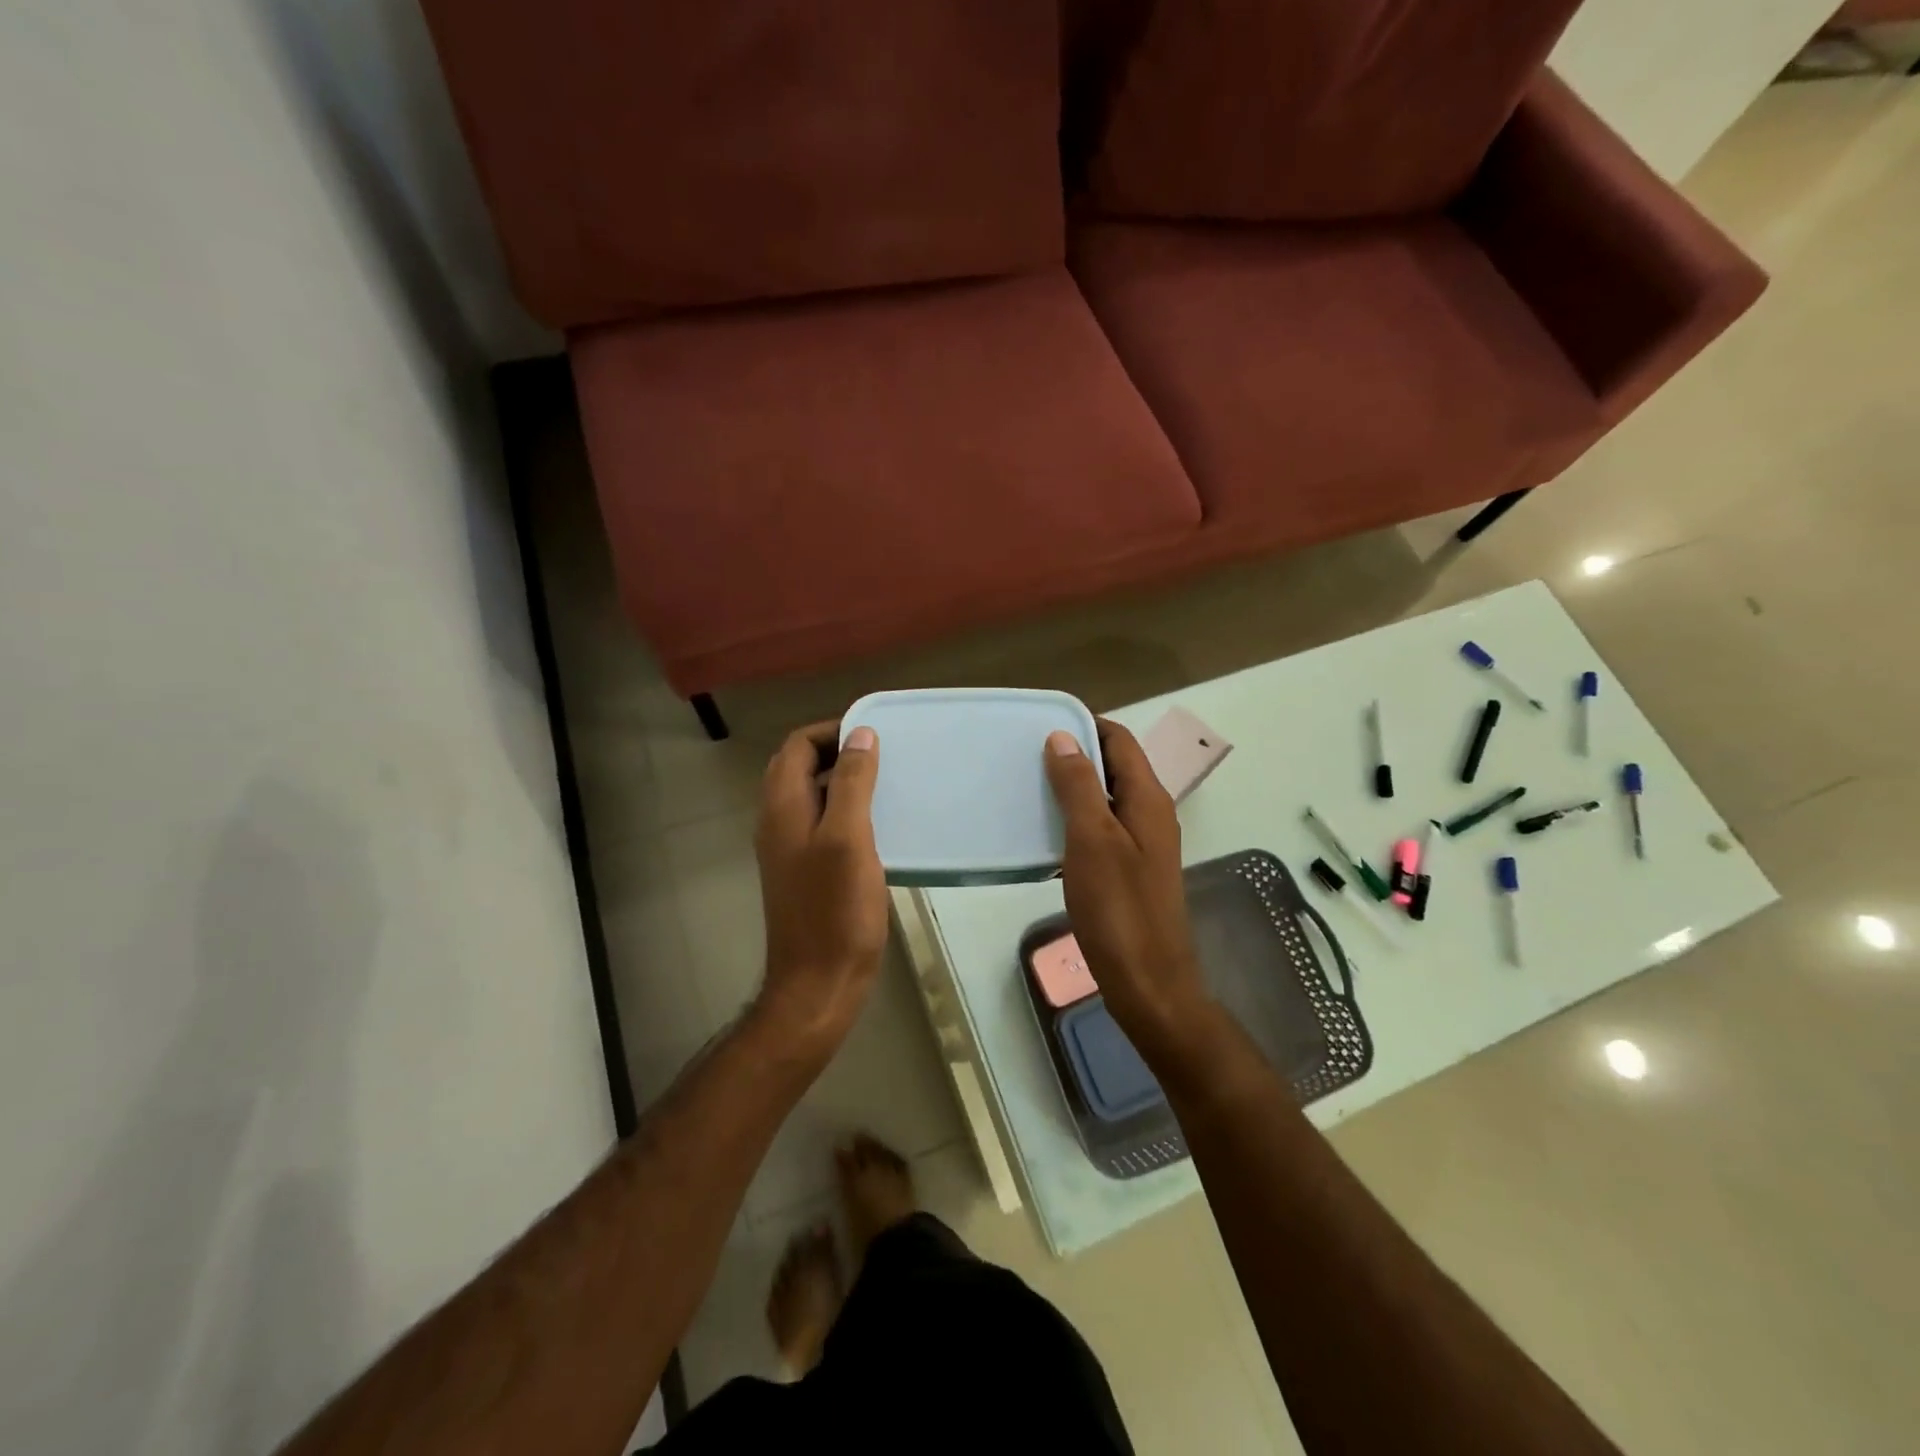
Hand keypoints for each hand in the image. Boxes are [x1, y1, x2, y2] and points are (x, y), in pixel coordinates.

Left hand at [752, 721, 889, 1054]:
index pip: (797, 745)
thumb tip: (860, 734)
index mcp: (783, 807)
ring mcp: (789, 847)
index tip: (874, 734)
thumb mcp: (848, 838)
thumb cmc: (835, 910)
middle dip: (836, 750)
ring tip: (886, 782)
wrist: (819, 983)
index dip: (831, 731)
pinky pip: (821, 822)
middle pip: (799, 766)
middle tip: (882, 755)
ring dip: (842, 779)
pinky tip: (878, 823)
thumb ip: (851, 782)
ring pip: (811, 794)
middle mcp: (778, 821)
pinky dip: (845, 809)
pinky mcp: (805, 870)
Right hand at [1044, 721, 1211, 1059]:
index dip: (1085, 725)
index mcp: (1148, 800)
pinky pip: (1101, 830)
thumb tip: (1062, 737)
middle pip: (1114, 767)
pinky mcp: (1129, 871)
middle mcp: (1151, 814)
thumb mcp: (1093, 840)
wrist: (1148, 983)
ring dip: (1073, 788)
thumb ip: (1079, 786)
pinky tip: (1044, 834)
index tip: (1042, 723)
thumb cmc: (1119, 909)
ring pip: (1106, 799)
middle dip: (1075, 755)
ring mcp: (1142, 845)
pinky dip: (1075, 821)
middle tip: (1026, 755)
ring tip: (1028, 788)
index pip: (1120, 741)